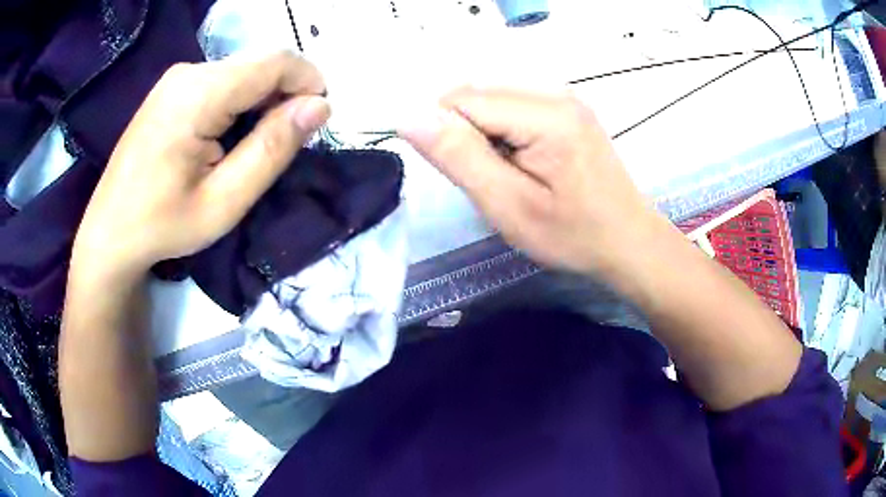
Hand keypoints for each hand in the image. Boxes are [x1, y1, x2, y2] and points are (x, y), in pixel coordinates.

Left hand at [72, 52, 330, 278]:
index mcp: (199, 93)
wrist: (109, 233)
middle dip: (286, 92)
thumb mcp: (224, 201)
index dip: (308, 81)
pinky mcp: (172, 90)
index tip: (318, 120)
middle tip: (287, 140)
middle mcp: (188, 72)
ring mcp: (177, 78)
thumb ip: (271, 149)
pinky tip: (229, 136)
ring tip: (256, 145)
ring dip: (263, 99)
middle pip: (259, 63)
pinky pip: (222, 81)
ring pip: (242, 71)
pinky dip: (241, 101)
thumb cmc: (162, 225)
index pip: (274, 61)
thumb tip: (319, 107)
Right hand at [399, 87, 658, 277]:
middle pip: (477, 96)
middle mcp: (555, 92)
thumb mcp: (509, 205)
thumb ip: (459, 156)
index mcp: (545, 115)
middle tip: (498, 179)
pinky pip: (513, 108)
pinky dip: (505, 134)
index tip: (477, 177)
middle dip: (470, 136)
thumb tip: (410, 117)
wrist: (627, 241)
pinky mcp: (567, 108)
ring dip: (487, 136)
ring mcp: (565, 98)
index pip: (462, 100)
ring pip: (492, 101)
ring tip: (515, 173)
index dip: (452, 138)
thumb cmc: (572, 235)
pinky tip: (528, 163)